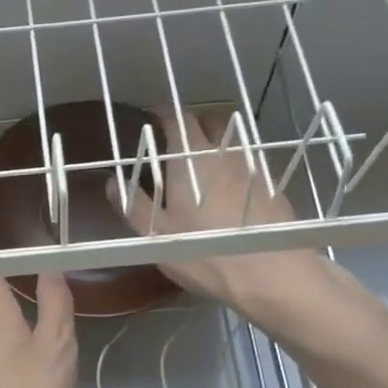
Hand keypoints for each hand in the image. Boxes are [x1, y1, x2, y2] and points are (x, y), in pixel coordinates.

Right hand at [121, 107, 338, 330]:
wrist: (272, 274)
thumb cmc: (204, 252)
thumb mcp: (157, 235)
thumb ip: (134, 205)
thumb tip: (113, 183)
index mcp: (191, 158)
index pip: (177, 118)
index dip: (162, 113)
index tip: (151, 116)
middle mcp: (223, 153)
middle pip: (208, 122)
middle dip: (192, 124)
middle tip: (177, 140)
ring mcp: (253, 167)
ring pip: (231, 143)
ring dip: (216, 146)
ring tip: (204, 166)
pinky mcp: (274, 186)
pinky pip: (250, 165)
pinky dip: (236, 168)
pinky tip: (232, 191)